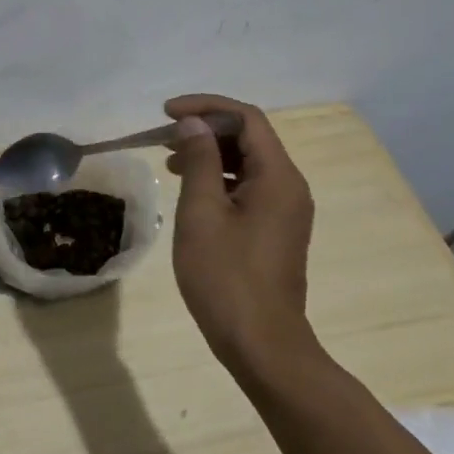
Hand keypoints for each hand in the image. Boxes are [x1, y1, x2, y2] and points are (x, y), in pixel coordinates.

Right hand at [164, 94, 317, 378]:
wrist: (262, 345)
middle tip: (164, 136)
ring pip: (248, 162)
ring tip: (169, 160)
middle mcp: (290, 187)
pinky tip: (190, 189)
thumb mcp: (202, 212)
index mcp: (278, 177)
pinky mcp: (275, 229)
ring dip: (210, 152)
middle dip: (206, 128)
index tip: (166, 113)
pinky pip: (249, 186)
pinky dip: (219, 177)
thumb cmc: (226, 277)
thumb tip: (193, 123)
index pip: (246, 119)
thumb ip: (198, 161)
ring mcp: (285, 210)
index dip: (206, 107)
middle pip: (250, 137)